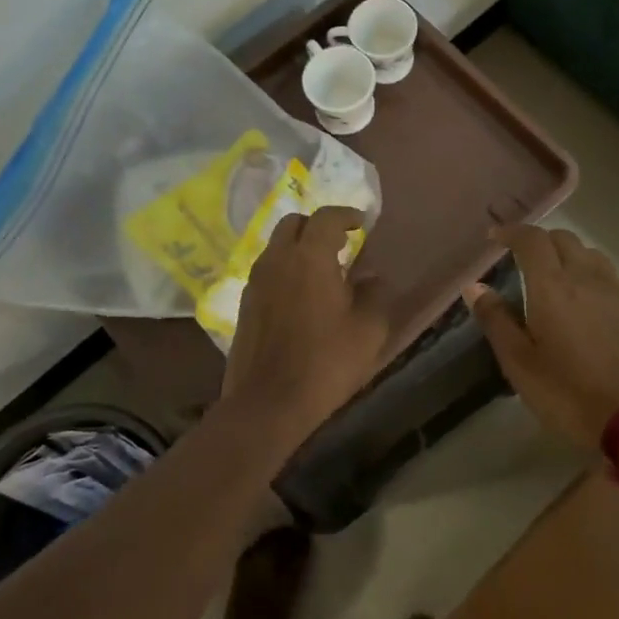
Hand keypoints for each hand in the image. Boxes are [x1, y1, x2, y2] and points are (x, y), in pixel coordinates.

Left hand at [221, 206, 389, 444]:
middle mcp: (277, 259)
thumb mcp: (368, 330)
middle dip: (317, 226)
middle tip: (339, 243)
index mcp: (309, 257)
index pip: (326, 217)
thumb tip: (371, 276)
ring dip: (298, 247)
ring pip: (276, 246)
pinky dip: (285, 269)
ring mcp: (256, 280)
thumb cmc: (325, 362)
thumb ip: (374, 294)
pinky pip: (267, 270)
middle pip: (294, 223)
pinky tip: (299, 294)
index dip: (346, 215)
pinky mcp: (244, 303)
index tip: (361, 223)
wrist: (268, 402)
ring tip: (320, 269)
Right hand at [465, 225, 618, 449]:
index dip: (512, 231)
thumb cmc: (570, 394)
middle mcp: (586, 277)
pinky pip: (609, 276)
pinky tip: (587, 302)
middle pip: (563, 238)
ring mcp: (617, 291)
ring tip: (555, 276)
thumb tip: (475, 287)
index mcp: (552, 286)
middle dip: (539, 240)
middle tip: (522, 258)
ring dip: (568, 254)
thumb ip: (496, 321)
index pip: (531, 239)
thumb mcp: (520, 365)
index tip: (495, 236)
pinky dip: (590, 275)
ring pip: (589, 254)